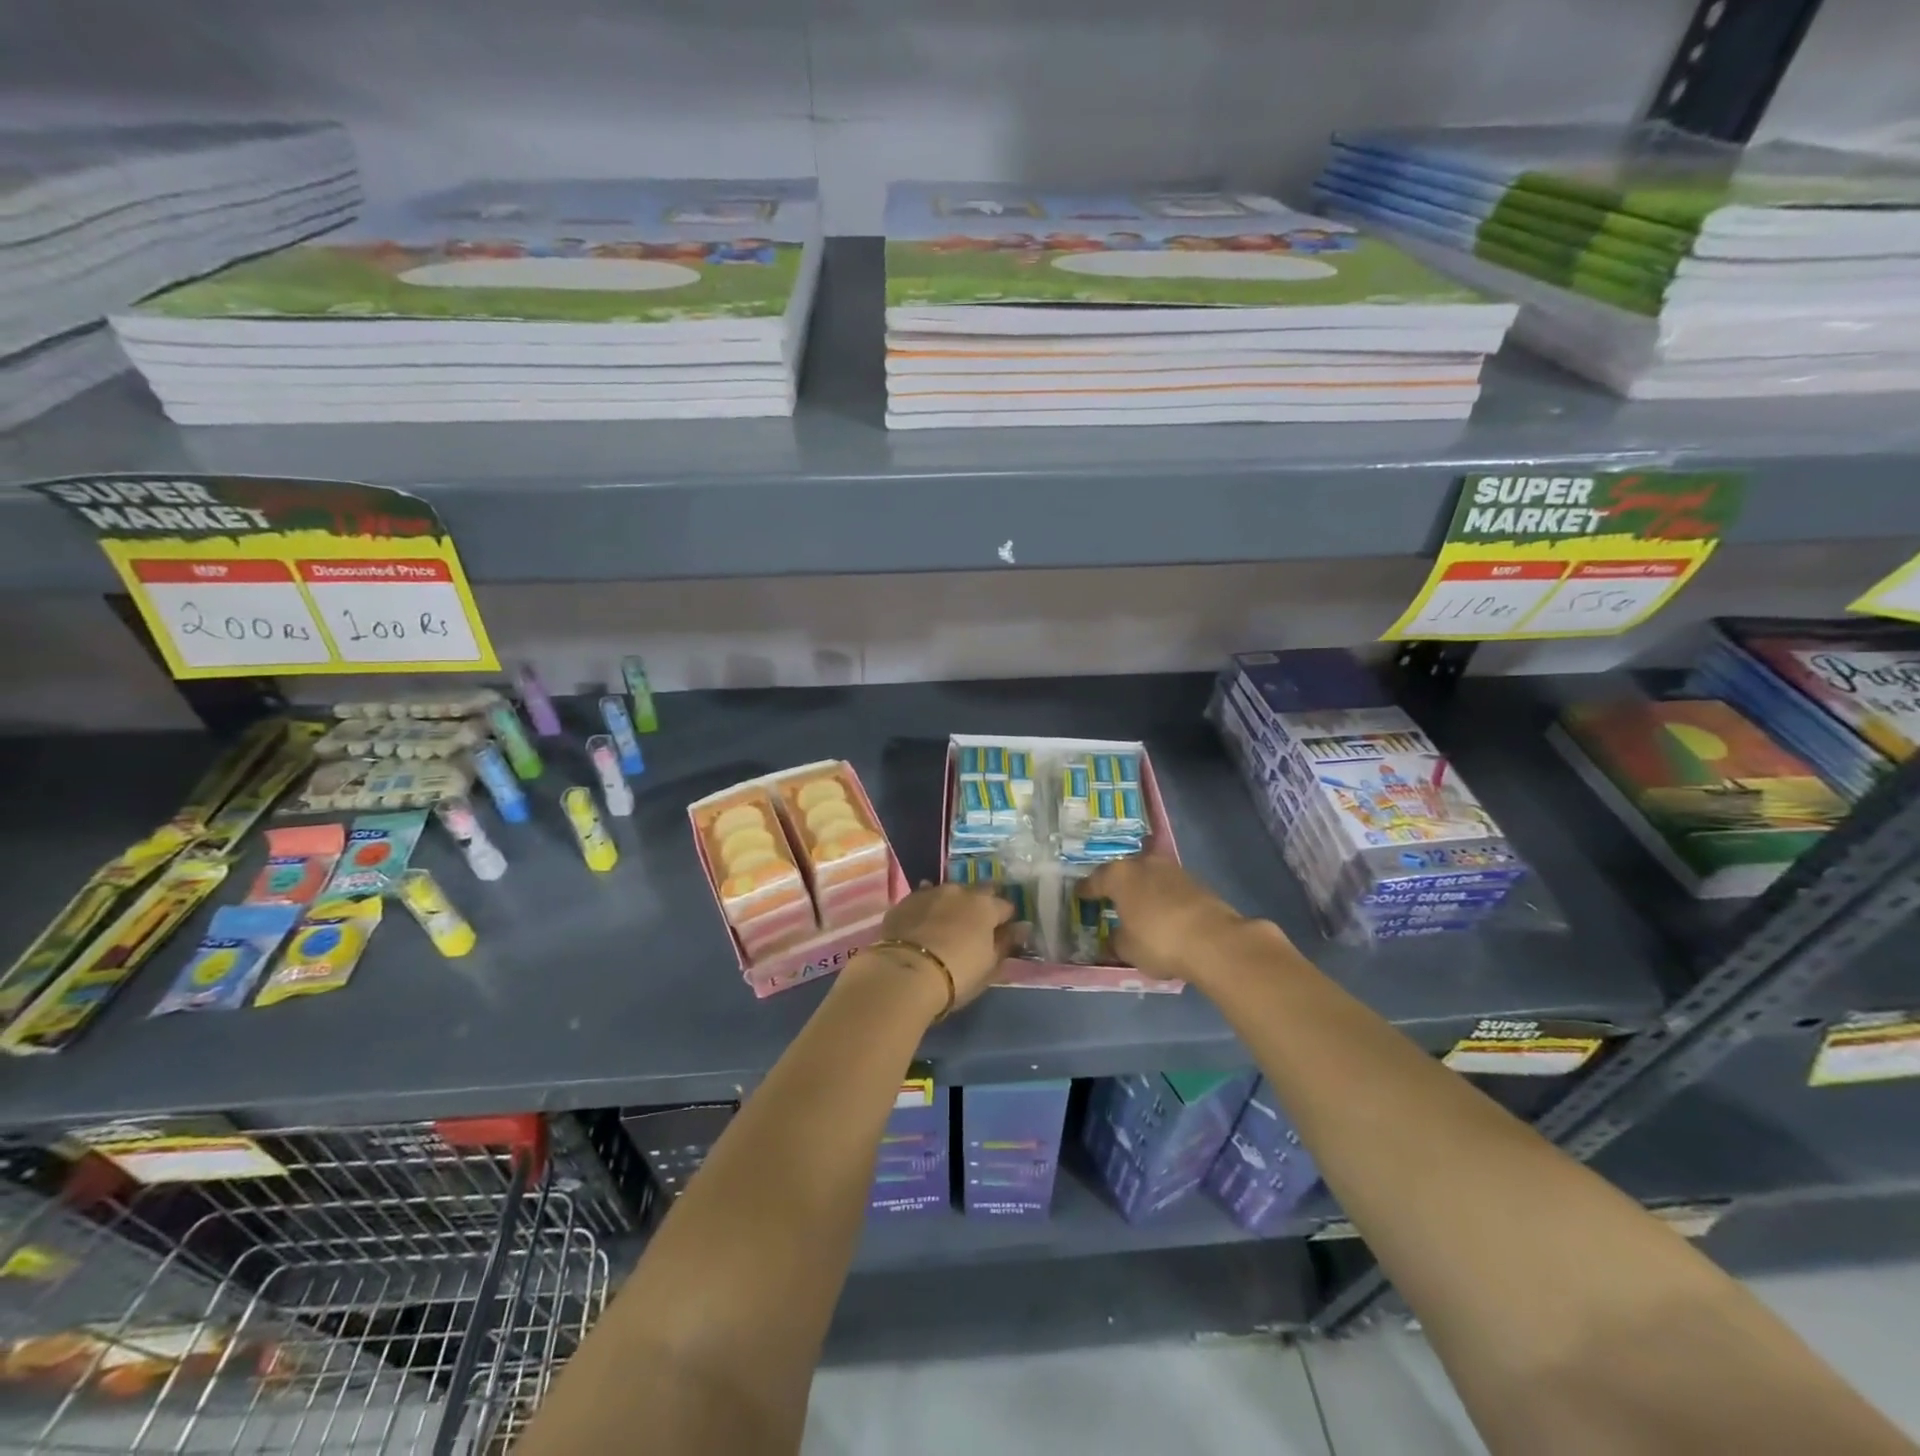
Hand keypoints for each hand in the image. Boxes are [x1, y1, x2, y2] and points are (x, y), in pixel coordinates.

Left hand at [867, 883, 1023, 1011]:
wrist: (905, 973)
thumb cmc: (957, 974)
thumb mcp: (989, 966)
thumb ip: (1006, 944)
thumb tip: (1021, 929)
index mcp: (986, 906)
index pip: (1006, 907)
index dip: (1006, 921)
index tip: (1002, 934)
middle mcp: (960, 891)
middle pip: (978, 892)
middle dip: (980, 905)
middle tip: (976, 926)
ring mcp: (930, 892)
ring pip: (949, 893)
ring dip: (952, 904)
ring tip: (947, 923)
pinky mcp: (906, 901)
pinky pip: (923, 899)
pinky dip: (928, 909)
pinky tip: (923, 923)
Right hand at [1079, 857, 1274, 984]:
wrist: (1213, 941)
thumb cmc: (1158, 941)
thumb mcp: (1127, 949)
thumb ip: (1116, 939)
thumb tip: (1115, 936)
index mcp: (1119, 875)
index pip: (1095, 880)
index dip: (1086, 890)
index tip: (1080, 896)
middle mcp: (1144, 864)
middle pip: (1124, 872)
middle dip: (1117, 885)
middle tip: (1110, 899)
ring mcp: (1172, 870)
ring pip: (1149, 876)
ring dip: (1143, 889)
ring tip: (1139, 906)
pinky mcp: (1196, 882)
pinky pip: (1169, 887)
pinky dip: (1163, 897)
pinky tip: (1163, 913)